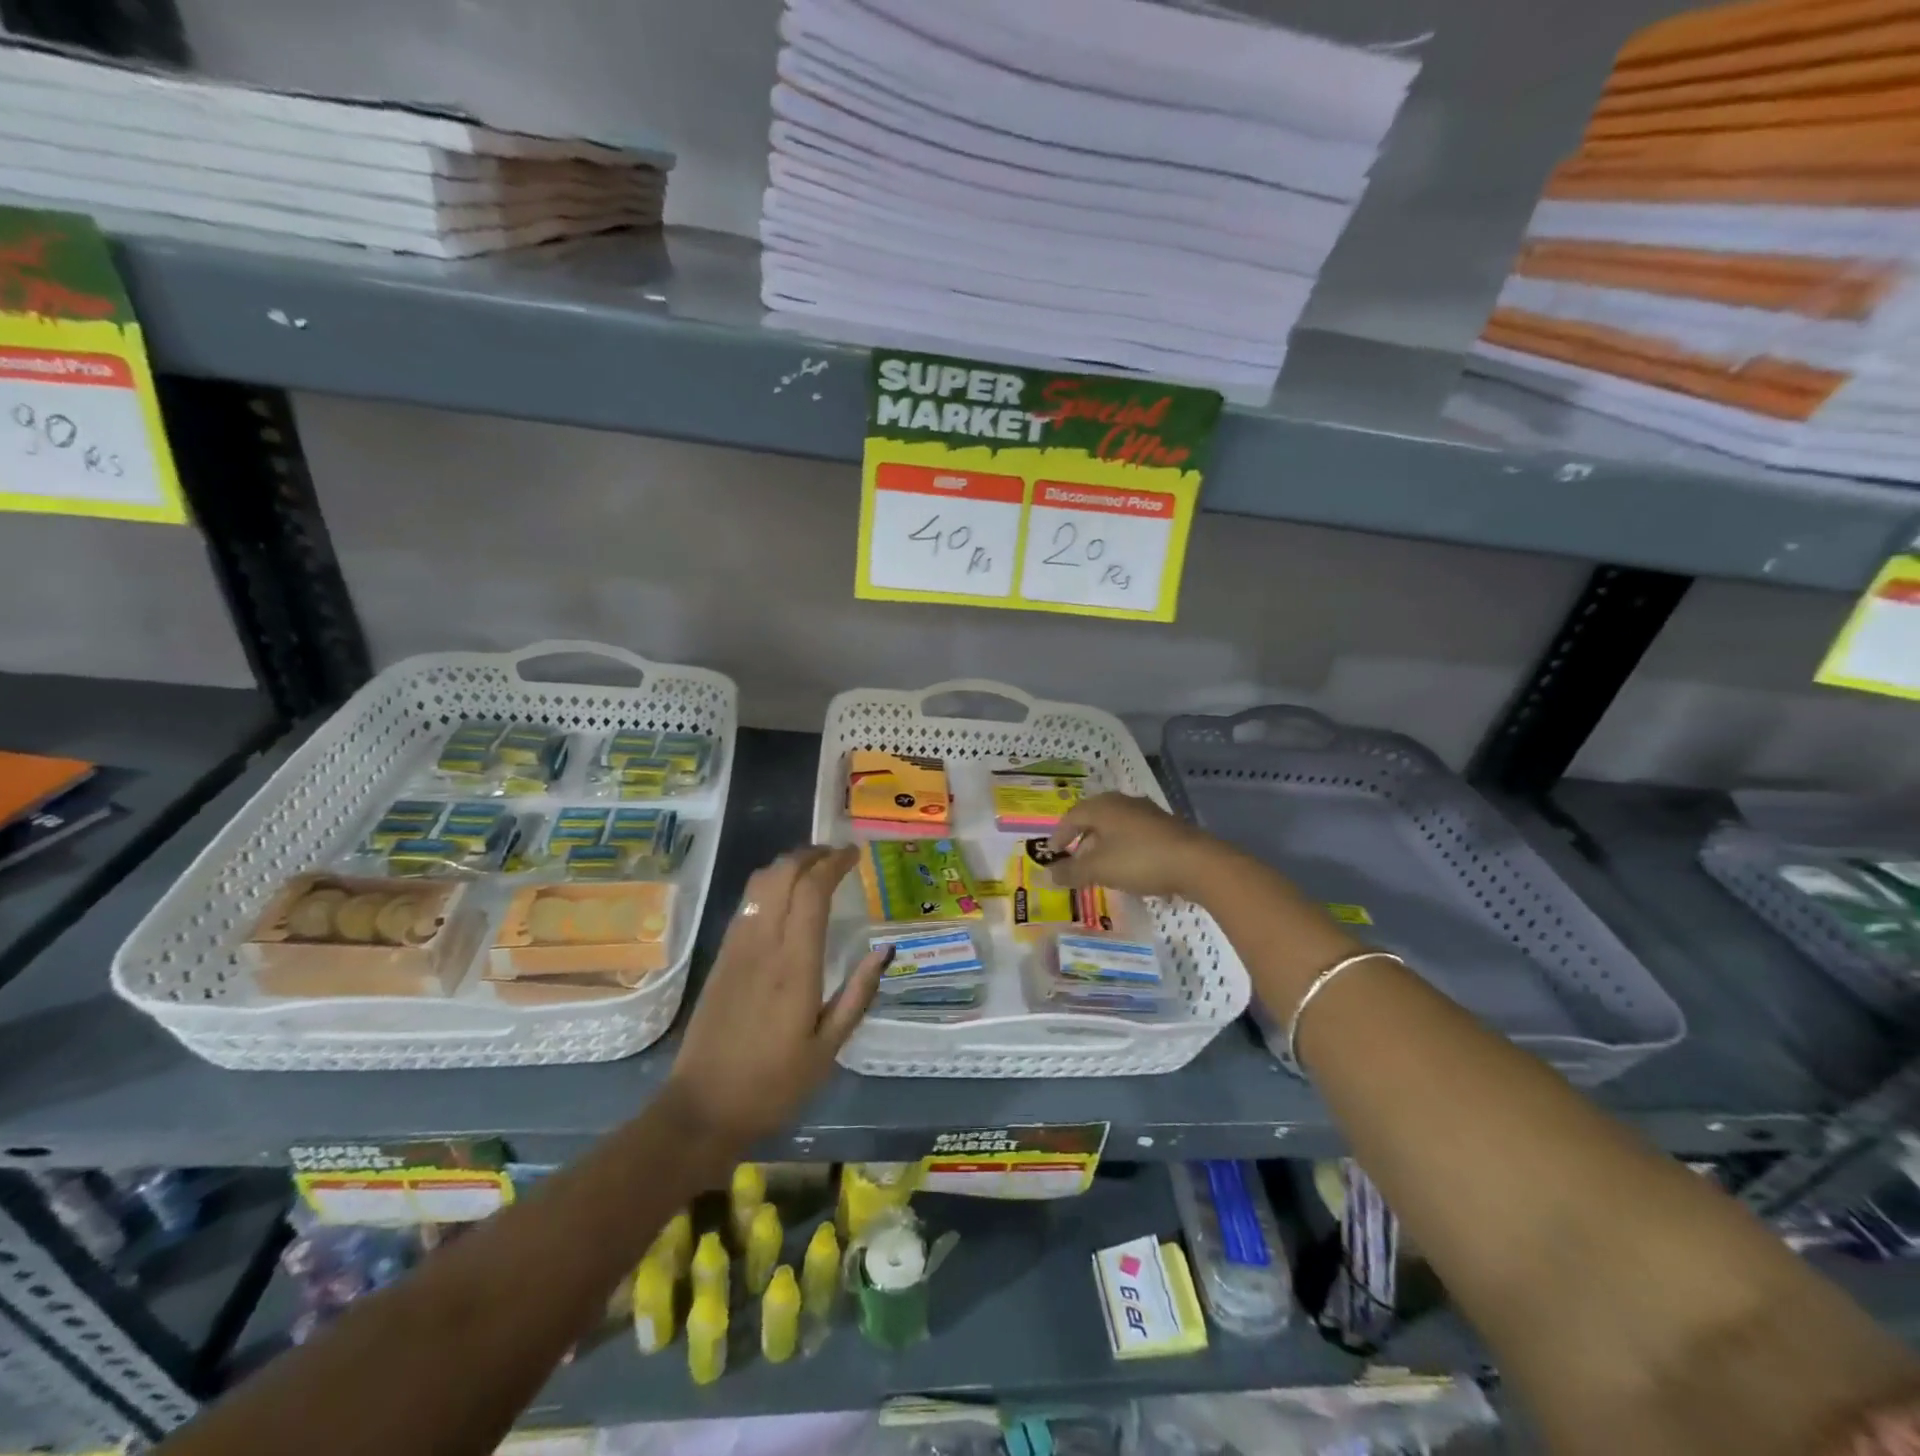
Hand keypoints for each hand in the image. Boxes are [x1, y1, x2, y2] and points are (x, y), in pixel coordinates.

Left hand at [667, 846, 887, 1145]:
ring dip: (788, 866)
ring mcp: (736, 948)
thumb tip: (884, 950)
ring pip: (759, 884)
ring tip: (814, 870)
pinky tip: (785, 899)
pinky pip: (747, 904)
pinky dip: (770, 886)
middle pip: (782, 874)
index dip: (833, 863)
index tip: (854, 854)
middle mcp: (763, 945)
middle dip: (810, 854)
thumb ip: (858, 994)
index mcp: (794, 964)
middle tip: (837, 856)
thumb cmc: (774, 1084)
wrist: (702, 1108)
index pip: (811, 891)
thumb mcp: (828, 1048)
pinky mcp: (721, 958)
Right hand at [1044, 792, 1229, 900]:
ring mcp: (1147, 813)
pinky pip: (1134, 835)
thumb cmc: (1139, 860)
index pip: (1071, 816)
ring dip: (1103, 845)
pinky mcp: (1166, 827)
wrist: (1197, 863)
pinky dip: (1123, 849)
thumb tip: (1048, 874)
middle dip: (1081, 840)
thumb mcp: (1099, 869)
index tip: (1053, 854)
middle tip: (1074, 860)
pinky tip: (1127, 868)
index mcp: (1103, 806)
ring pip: (1116, 827)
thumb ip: (1072, 871)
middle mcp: (1123, 803)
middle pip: (1094, 818)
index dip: (1059, 835)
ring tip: (1099, 867)